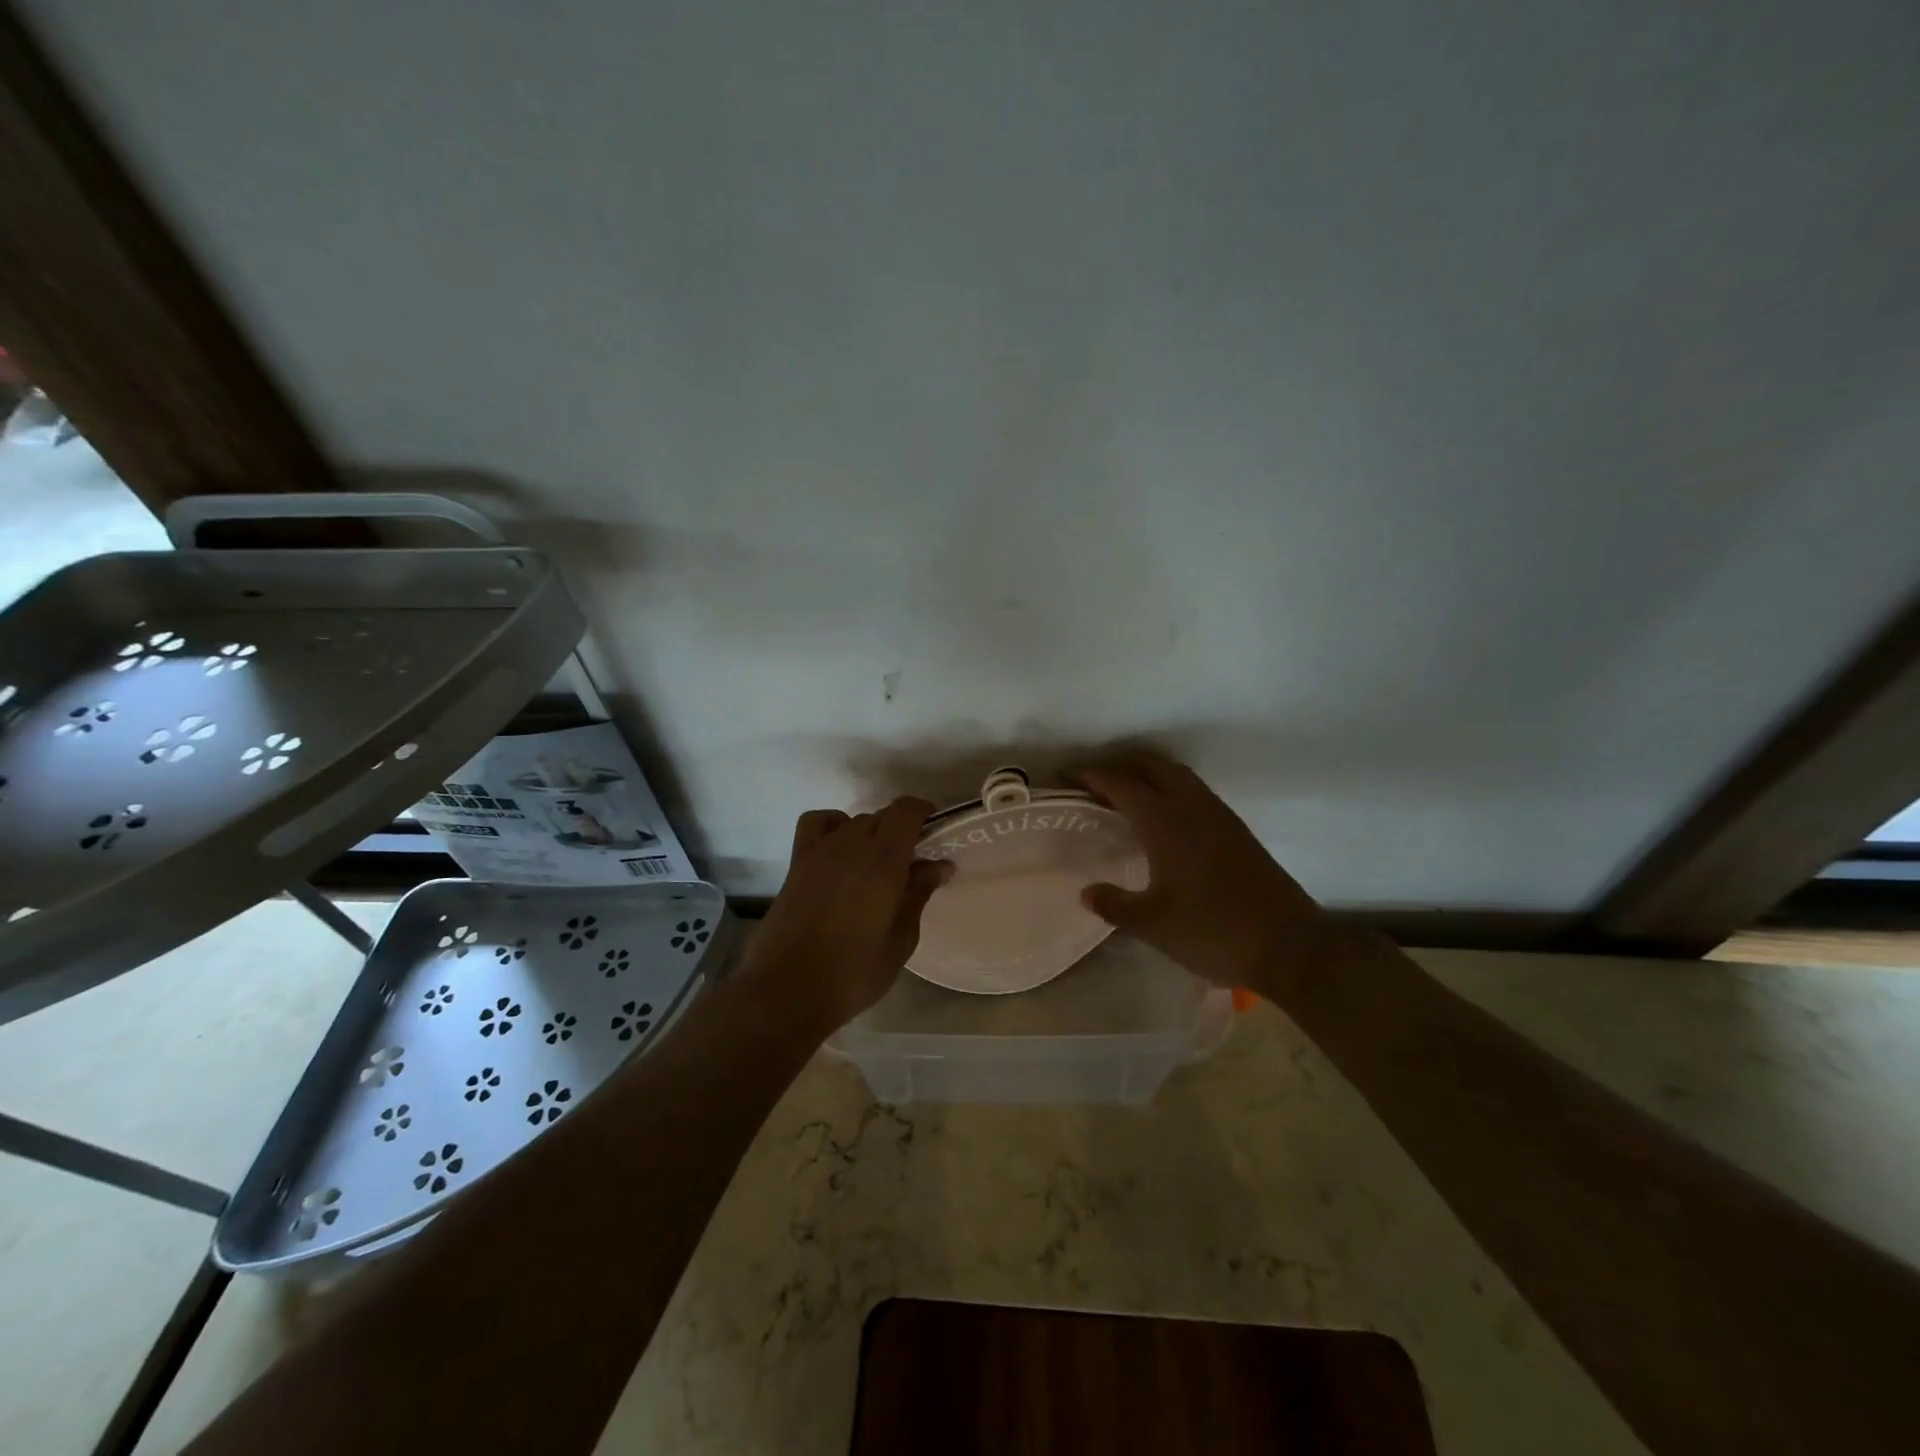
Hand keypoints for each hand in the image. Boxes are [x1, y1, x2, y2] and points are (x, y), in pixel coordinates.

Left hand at [742, 797, 950, 1034]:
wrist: (787, 991)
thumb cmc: (853, 973)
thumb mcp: (900, 940)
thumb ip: (918, 895)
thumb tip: (938, 866)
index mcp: (883, 861)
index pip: (906, 811)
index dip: (924, 813)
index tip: (935, 835)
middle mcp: (851, 845)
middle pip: (882, 816)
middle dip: (902, 831)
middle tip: (911, 865)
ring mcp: (820, 851)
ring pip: (854, 821)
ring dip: (871, 833)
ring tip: (875, 865)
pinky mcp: (797, 863)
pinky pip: (816, 824)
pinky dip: (832, 825)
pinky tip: (839, 850)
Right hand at [1075, 753, 1336, 999]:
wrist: (1290, 947)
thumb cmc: (1214, 932)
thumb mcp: (1154, 925)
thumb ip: (1115, 905)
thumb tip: (1086, 892)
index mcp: (1167, 823)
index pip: (1121, 784)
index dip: (1090, 776)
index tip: (1065, 777)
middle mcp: (1193, 807)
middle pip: (1151, 765)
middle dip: (1119, 765)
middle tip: (1092, 782)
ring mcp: (1219, 815)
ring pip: (1177, 775)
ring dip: (1147, 774)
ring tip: (1123, 795)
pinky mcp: (1237, 830)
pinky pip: (1194, 791)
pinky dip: (1169, 789)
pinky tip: (1163, 819)